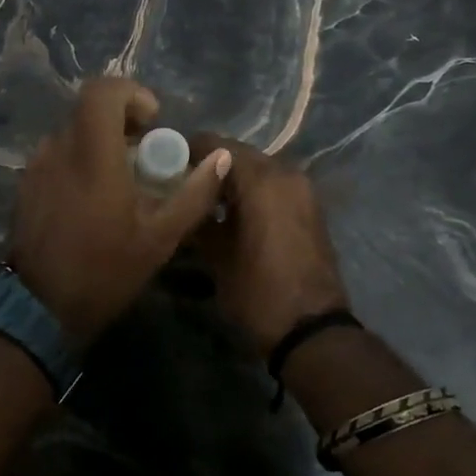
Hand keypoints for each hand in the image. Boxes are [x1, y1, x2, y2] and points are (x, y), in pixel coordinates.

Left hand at [10, 78, 230, 345]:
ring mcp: (36, 165)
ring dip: (100, 141)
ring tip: (121, 179)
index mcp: (92, 154)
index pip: (102, 91)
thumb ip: (194, 193)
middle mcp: (59, 148)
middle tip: (144, 153)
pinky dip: (80, 159)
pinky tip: (93, 198)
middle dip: (121, 120)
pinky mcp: (26, 183)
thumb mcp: (160, 237)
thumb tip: (222, 157)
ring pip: (72, 131)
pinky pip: (58, 153)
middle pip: (88, 109)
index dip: (131, 94)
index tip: (152, 121)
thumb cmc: (105, 270)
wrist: (39, 308)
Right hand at [191, 136, 349, 356]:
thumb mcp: (215, 255)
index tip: (163, 161)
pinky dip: (252, 192)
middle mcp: (286, 173)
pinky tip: (229, 213)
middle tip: (180, 181)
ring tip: (202, 199)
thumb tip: (181, 198)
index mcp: (261, 178)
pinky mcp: (310, 209)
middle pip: (238, 155)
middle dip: (210, 164)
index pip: (215, 144)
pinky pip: (274, 187)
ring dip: (231, 179)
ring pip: (258, 170)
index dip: (187, 149)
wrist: (312, 331)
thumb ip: (197, 216)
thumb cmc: (257, 291)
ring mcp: (302, 191)